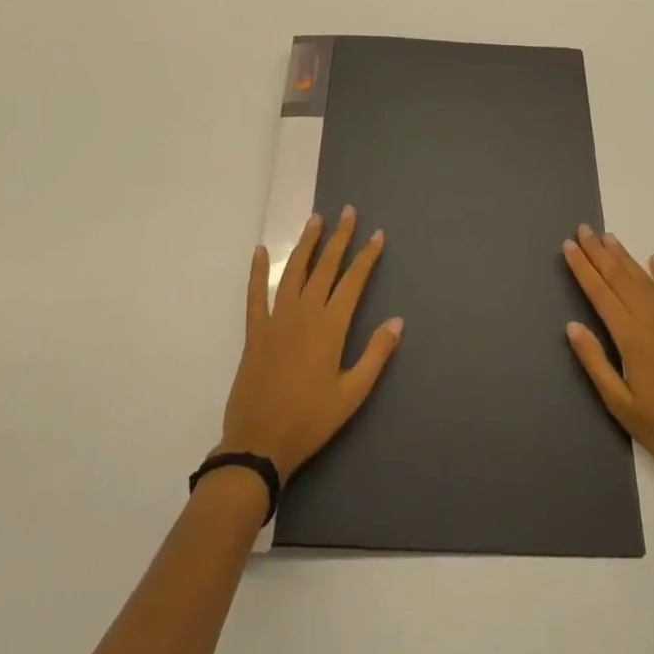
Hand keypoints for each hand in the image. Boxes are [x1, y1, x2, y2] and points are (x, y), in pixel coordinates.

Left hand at [219, 206, 403, 481]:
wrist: (260, 442)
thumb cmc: (311, 420)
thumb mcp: (353, 394)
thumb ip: (376, 354)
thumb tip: (398, 321)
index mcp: (331, 326)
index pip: (353, 281)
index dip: (367, 256)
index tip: (377, 234)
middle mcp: (305, 312)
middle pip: (325, 266)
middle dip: (339, 237)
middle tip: (348, 211)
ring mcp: (277, 318)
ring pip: (294, 271)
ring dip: (306, 243)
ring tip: (316, 220)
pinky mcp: (255, 330)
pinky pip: (255, 293)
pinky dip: (257, 270)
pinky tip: (260, 250)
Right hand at [563, 224, 653, 489]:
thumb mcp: (621, 405)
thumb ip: (596, 363)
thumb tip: (572, 326)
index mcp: (632, 338)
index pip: (600, 294)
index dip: (583, 268)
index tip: (569, 246)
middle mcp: (653, 321)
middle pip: (620, 279)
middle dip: (599, 253)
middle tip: (583, 229)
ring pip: (645, 280)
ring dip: (625, 257)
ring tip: (608, 237)